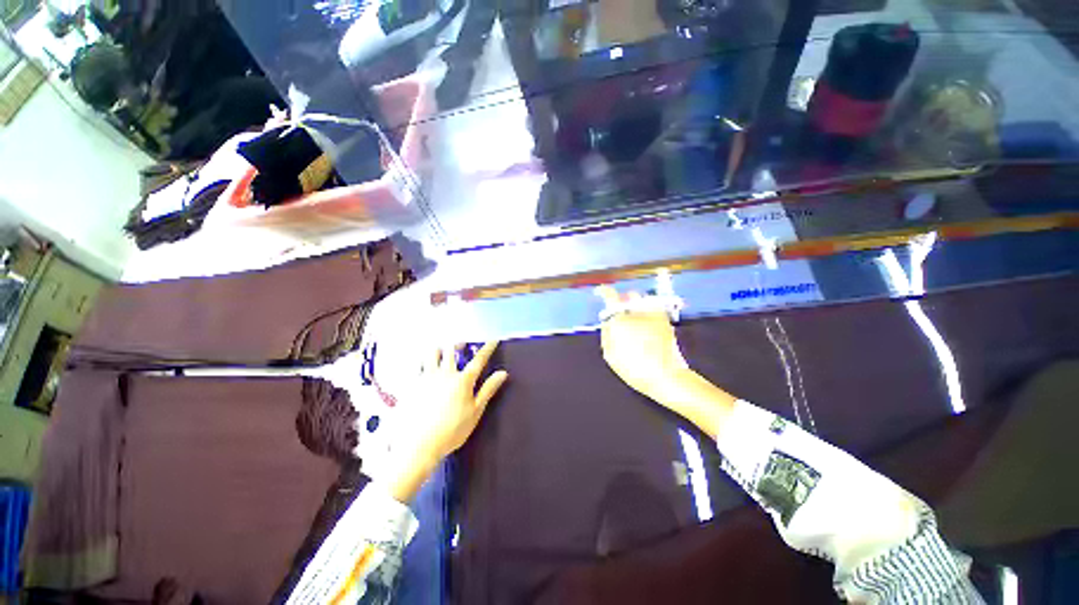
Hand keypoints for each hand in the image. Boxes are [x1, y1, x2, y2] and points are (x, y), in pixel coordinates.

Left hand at [386, 342, 507, 501]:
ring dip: (438, 349)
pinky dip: (422, 361)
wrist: (417, 445)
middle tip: (461, 344)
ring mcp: (426, 377)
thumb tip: (503, 373)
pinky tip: (422, 364)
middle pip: (452, 351)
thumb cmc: (452, 430)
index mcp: (463, 380)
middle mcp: (445, 374)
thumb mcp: (475, 412)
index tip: (493, 339)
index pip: (479, 360)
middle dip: (458, 345)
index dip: (487, 348)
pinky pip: (416, 365)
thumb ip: (488, 390)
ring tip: (440, 350)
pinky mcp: (411, 384)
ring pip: (432, 353)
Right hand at [595, 285, 688, 400]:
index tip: (601, 291)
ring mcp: (655, 314)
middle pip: (630, 295)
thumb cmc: (634, 368)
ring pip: (644, 300)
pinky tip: (647, 324)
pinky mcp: (666, 321)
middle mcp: (638, 311)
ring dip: (637, 305)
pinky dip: (649, 312)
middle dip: (624, 300)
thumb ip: (607, 334)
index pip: (611, 296)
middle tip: (621, 310)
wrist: (666, 377)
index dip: (604, 291)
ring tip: (636, 317)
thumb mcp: (610, 354)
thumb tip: (608, 323)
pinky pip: (655, 309)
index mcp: (621, 319)